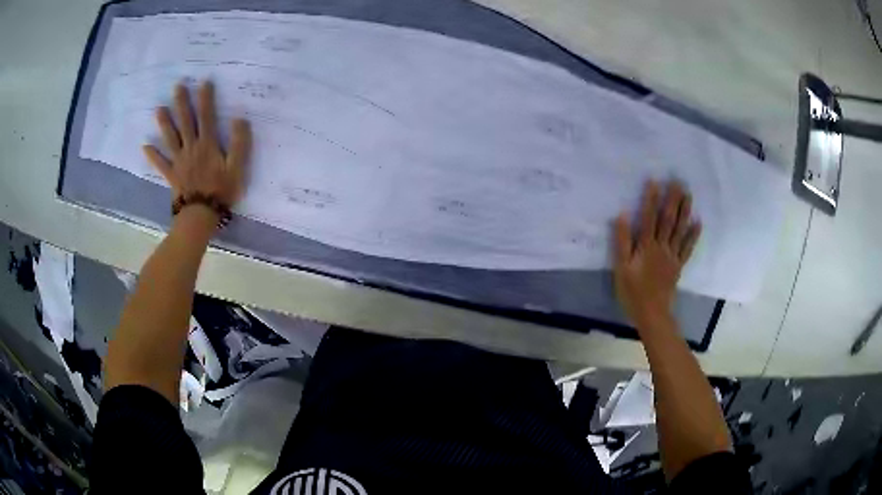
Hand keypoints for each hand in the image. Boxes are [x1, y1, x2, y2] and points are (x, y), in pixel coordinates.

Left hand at [143, 81, 250, 209]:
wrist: (201, 215)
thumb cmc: (221, 191)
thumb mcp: (237, 167)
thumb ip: (239, 143)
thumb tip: (239, 119)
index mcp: (207, 144)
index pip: (206, 116)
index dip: (205, 99)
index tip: (204, 82)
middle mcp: (191, 148)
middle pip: (185, 122)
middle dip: (182, 103)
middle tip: (177, 87)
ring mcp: (179, 161)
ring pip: (170, 138)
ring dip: (164, 123)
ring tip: (159, 109)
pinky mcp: (171, 174)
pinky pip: (160, 163)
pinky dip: (153, 155)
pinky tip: (145, 147)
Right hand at [613, 181, 701, 328]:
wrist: (652, 314)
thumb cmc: (632, 292)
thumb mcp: (621, 268)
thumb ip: (622, 242)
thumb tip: (622, 216)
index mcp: (646, 246)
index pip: (649, 217)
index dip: (651, 199)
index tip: (654, 181)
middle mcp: (661, 247)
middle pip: (668, 220)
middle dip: (672, 200)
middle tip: (678, 182)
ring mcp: (672, 256)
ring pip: (680, 230)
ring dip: (685, 211)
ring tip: (689, 195)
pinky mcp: (678, 266)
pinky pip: (687, 248)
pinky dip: (693, 235)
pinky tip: (698, 222)